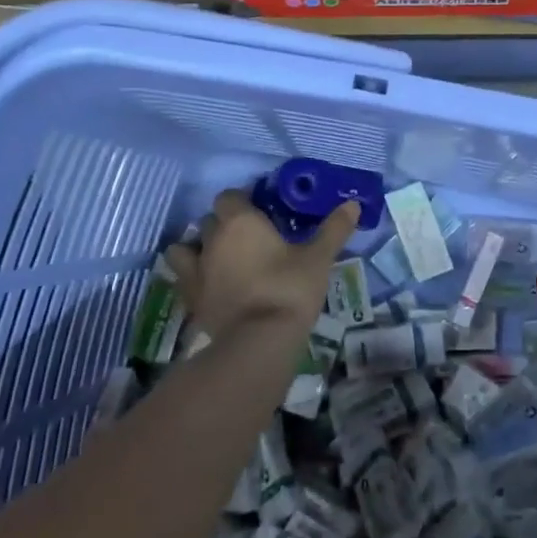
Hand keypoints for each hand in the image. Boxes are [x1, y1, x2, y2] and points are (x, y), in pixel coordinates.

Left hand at [166, 189, 359, 346]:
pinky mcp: (190, 298)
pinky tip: (211, 285)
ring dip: (199, 247)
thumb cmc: (290, 288)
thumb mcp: (318, 258)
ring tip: (221, 259)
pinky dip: (193, 276)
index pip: (230, 197)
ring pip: (187, 247)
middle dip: (225, 224)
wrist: (259, 340)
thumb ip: (334, 229)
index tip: (261, 213)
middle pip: (210, 220)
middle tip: (250, 238)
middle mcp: (213, 239)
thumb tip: (353, 204)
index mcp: (241, 221)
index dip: (243, 202)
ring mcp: (196, 269)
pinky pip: (183, 277)